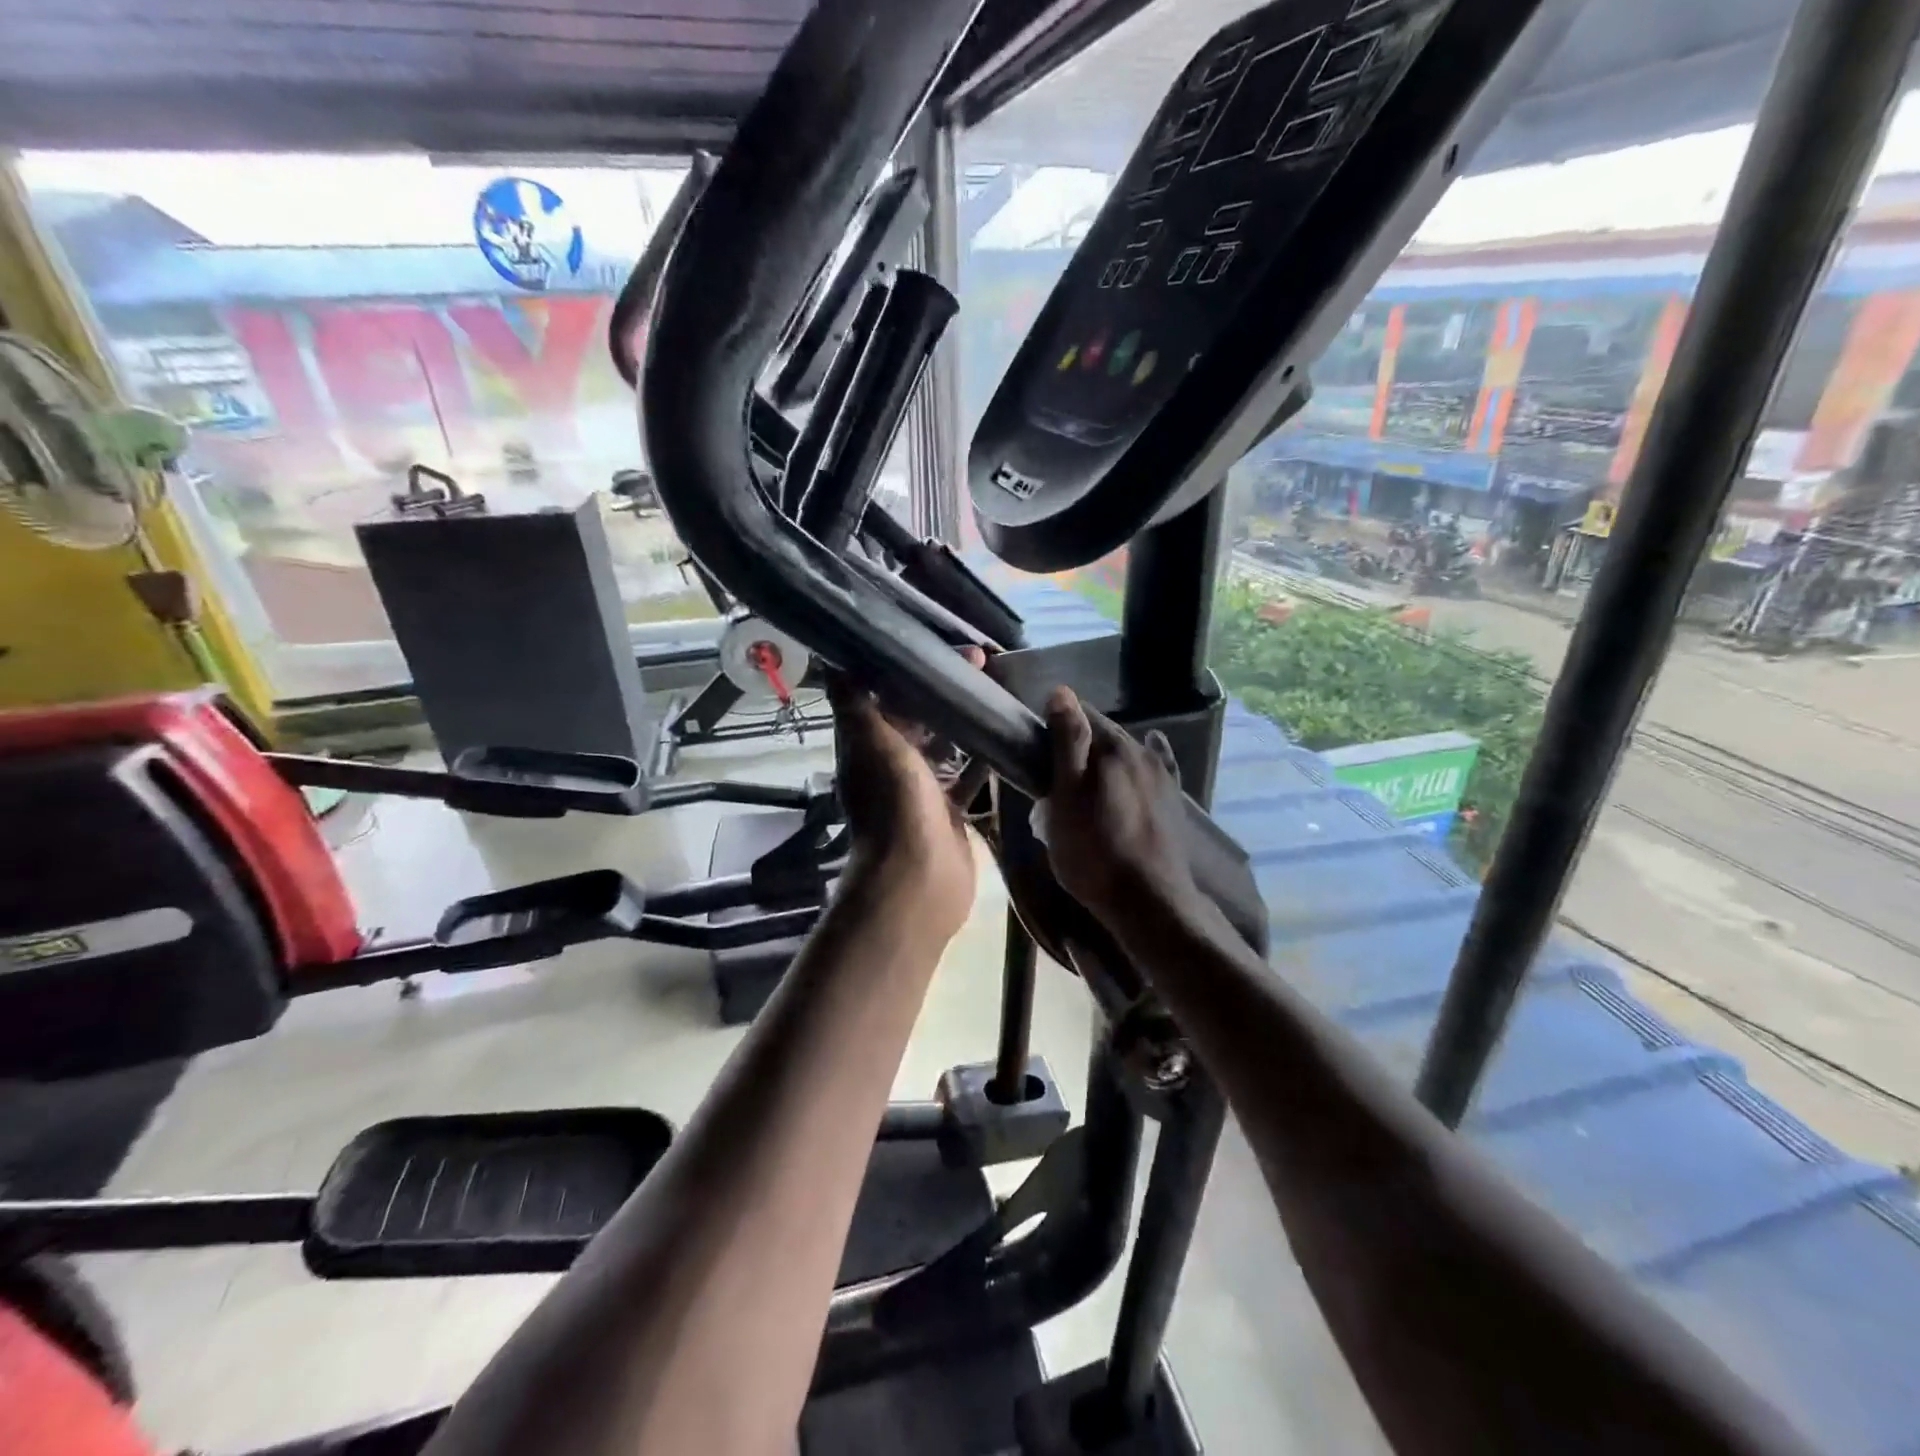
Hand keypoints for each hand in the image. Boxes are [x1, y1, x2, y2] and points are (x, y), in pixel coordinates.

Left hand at [828, 650, 983, 941]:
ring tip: (999, 690)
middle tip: (982, 661)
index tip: (941, 644)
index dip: (910, 668)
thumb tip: (833, 659)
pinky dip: (984, 757)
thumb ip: (856, 702)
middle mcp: (891, 762)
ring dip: (967, 720)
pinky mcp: (950, 810)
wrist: (917, 878)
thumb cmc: (894, 804)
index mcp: (868, 744)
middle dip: (945, 689)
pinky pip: (968, 775)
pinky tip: (1008, 735)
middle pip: (918, 716)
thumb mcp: (871, 743)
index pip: (885, 693)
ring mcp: (922, 788)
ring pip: (946, 744)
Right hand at [1037, 687, 1201, 929]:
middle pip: (1103, 733)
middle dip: (1079, 743)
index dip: (1054, 725)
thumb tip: (1061, 690)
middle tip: (1055, 774)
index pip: (1079, 712)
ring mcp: (1161, 774)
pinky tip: (1147, 755)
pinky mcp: (1172, 798)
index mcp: (1111, 746)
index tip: (1036, 749)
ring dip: (1105, 757)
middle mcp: (1141, 750)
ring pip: (1125, 751)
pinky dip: (1144, 758)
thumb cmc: (1093, 852)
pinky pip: (1156, 766)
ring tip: (1087, 783)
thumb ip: (1066, 742)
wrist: (1147, 900)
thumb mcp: (1066, 798)